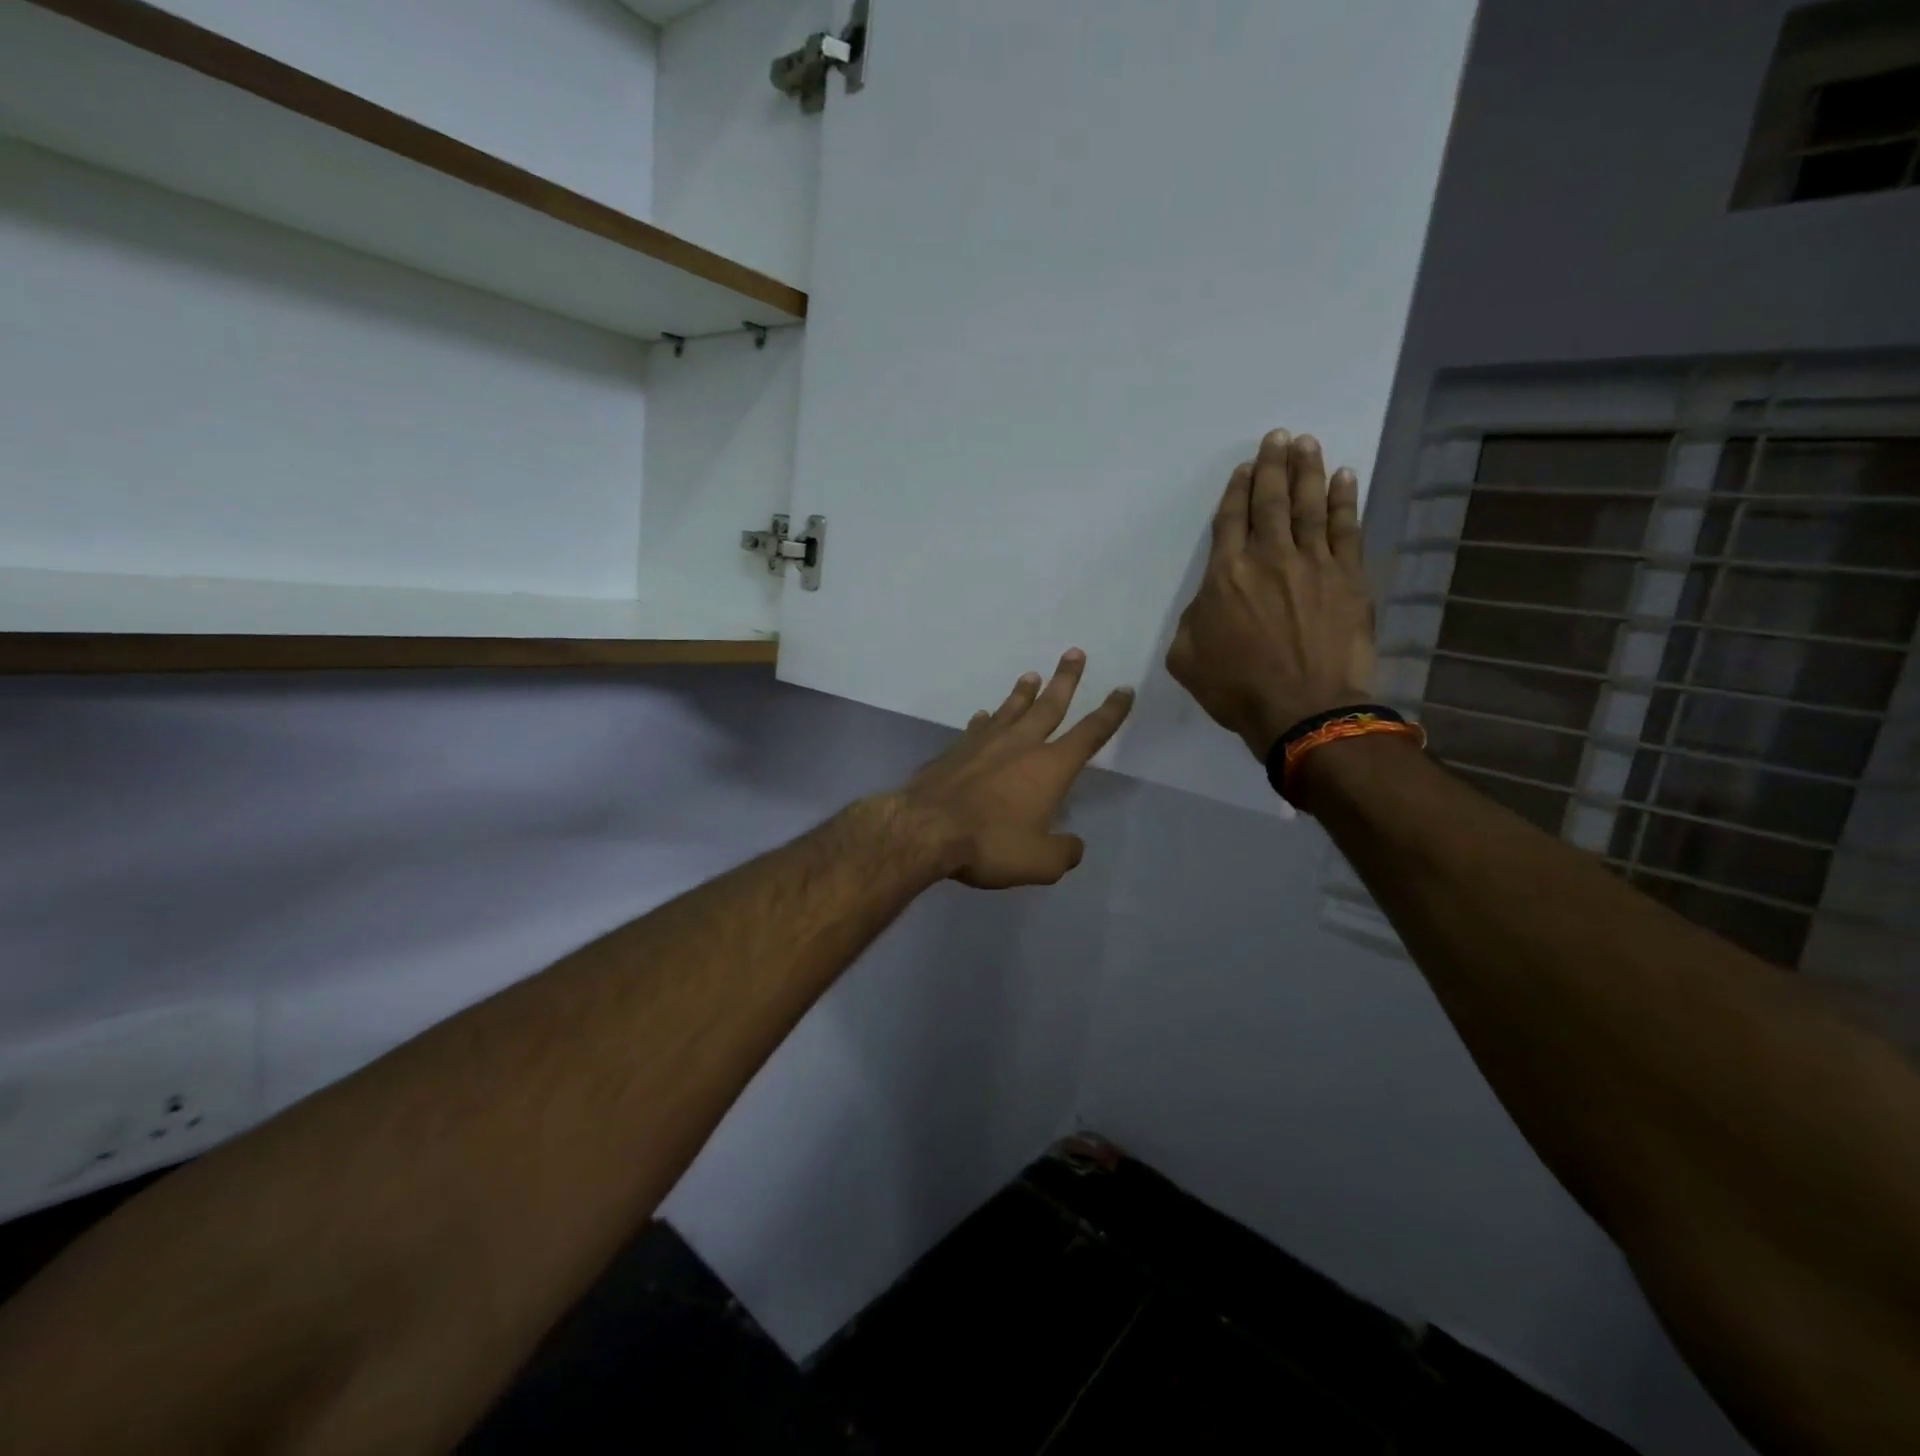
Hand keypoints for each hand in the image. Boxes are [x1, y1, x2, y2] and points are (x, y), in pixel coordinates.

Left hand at [890, 650, 1133, 888]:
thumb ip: (1063, 853)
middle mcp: (1021, 744)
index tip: (1123, 689)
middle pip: (1049, 705)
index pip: (1090, 733)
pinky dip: (985, 720)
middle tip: (1074, 652)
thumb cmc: (989, 842)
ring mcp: (984, 743)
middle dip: (1066, 679)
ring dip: (1024, 692)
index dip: (1111, 711)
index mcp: (1050, 766)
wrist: (924, 828)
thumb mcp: (1039, 862)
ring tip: (1032, 675)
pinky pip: (977, 728)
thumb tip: (1073, 845)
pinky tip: (983, 715)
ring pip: (1010, 710)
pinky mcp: (955, 751)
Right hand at [1166, 429, 1376, 759]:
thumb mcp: (1186, 657)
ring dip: (1307, 471)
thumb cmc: (1236, 688)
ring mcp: (1314, 565)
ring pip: (1310, 506)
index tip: (1244, 467)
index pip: (1230, 520)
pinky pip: (1346, 530)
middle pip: (1271, 501)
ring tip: (1306, 443)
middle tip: (1278, 437)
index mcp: (1225, 575)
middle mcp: (1269, 557)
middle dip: (1272, 466)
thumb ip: (1192, 619)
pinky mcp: (1349, 579)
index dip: (1236, 490)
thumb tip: (1209, 602)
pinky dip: (1344, 502)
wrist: (1303, 709)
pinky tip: (1345, 478)